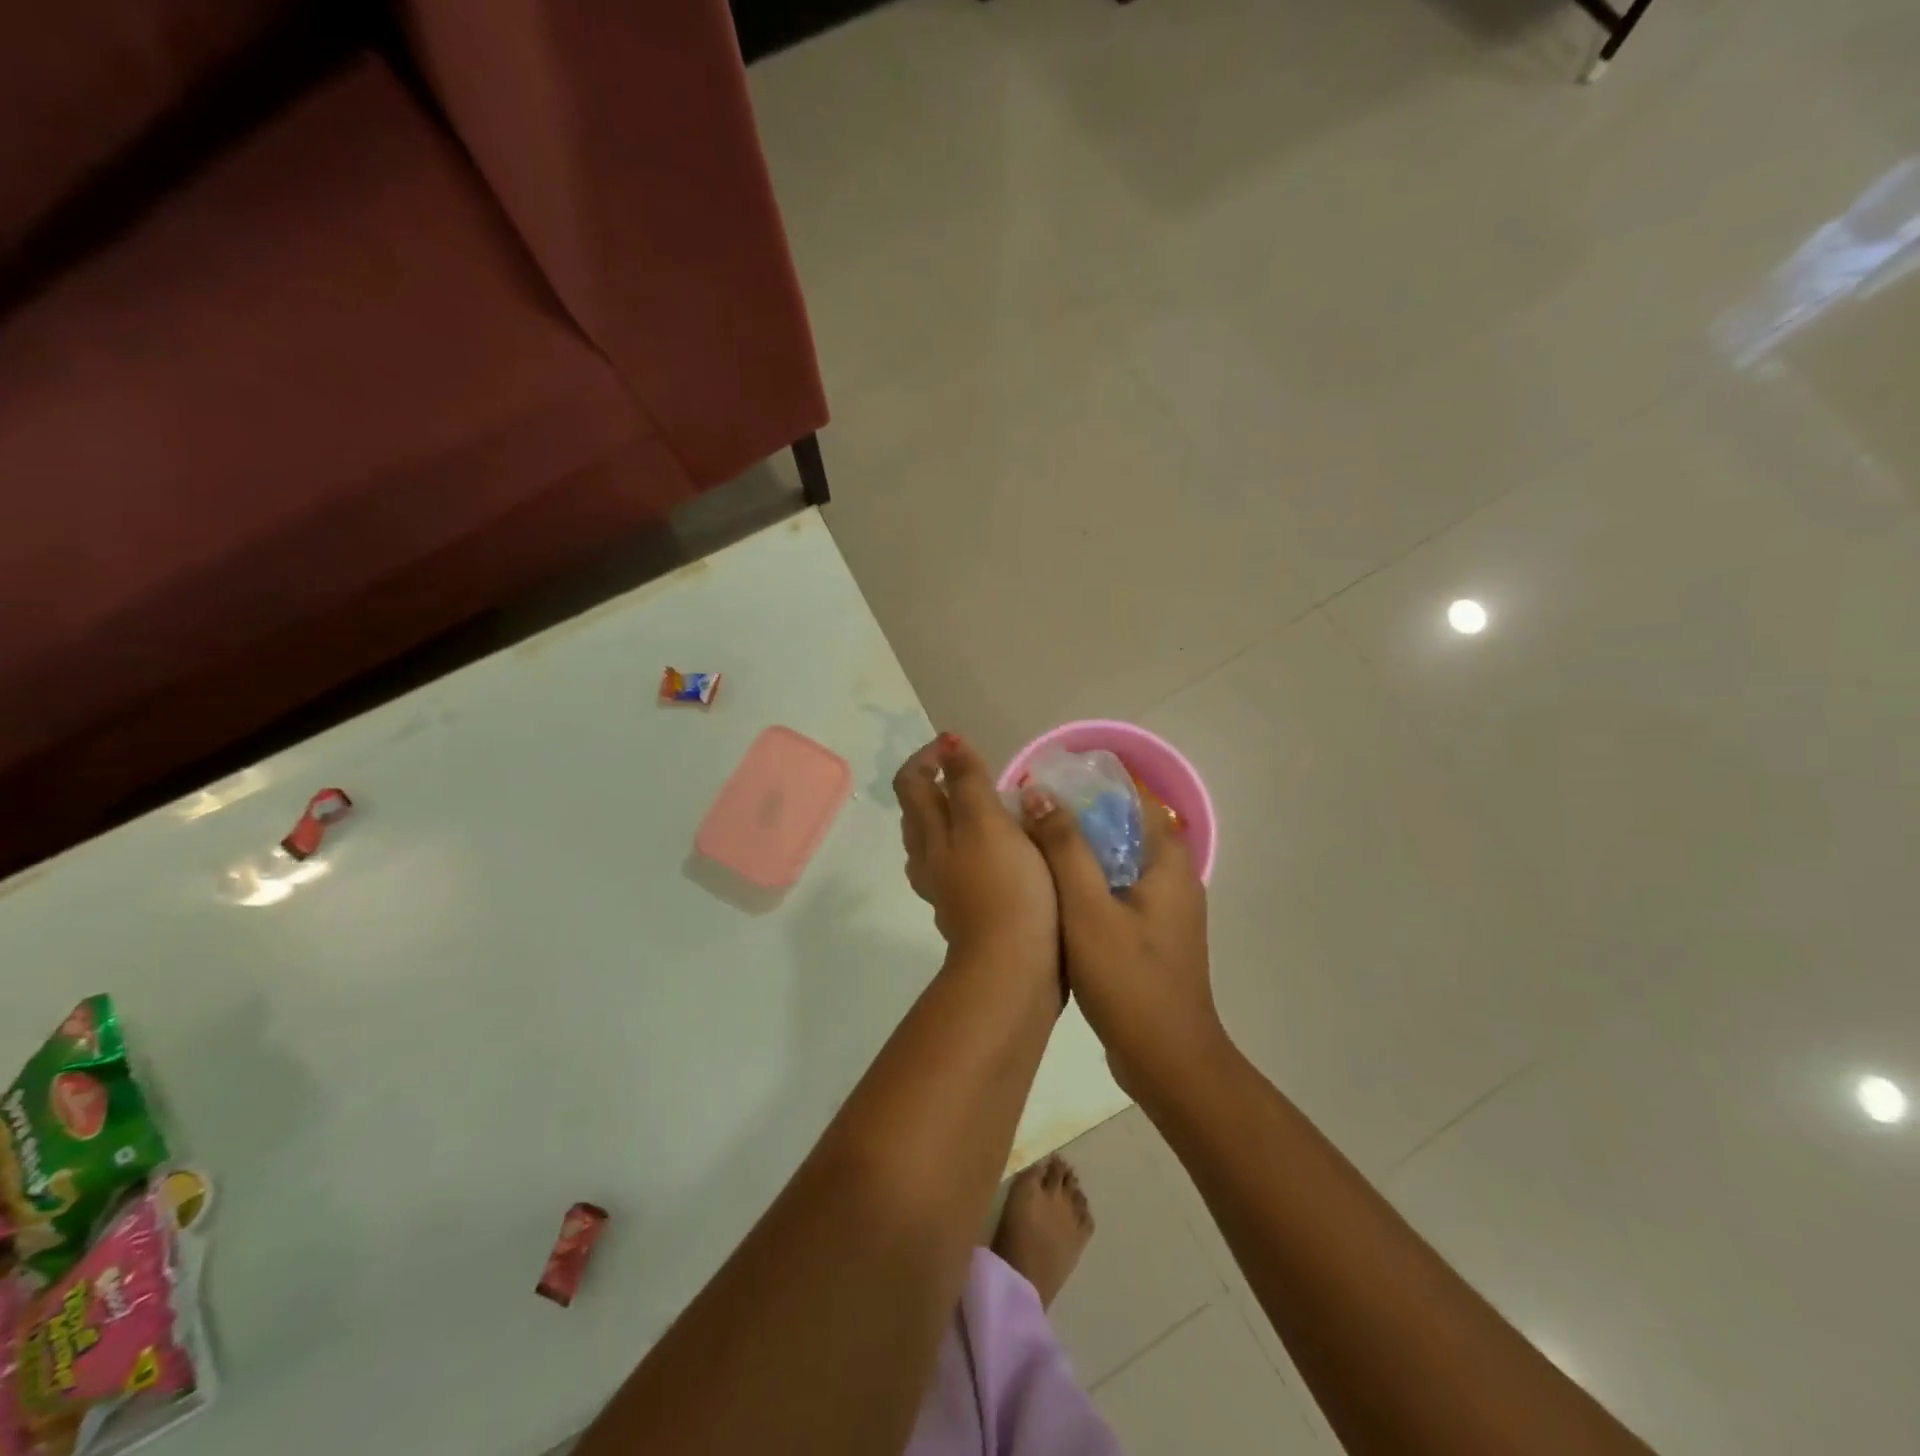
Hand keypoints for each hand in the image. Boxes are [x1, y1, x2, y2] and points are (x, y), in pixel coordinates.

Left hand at [897, 734, 1058, 966]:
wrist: (1013, 967)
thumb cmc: (1005, 888)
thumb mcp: (987, 824)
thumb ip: (968, 782)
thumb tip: (947, 742)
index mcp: (931, 833)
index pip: (911, 782)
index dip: (929, 757)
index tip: (960, 746)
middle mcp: (928, 858)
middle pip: (919, 812)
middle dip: (939, 785)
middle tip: (978, 775)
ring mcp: (944, 888)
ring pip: (936, 842)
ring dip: (954, 819)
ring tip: (991, 810)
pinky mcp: (966, 910)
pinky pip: (958, 867)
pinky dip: (971, 848)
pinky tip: (1002, 853)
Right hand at [1020, 789, 1223, 1096]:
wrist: (1165, 1059)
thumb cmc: (1127, 978)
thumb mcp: (1087, 907)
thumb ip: (1066, 848)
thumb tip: (1042, 793)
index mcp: (1168, 864)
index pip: (1135, 802)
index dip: (1093, 790)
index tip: (1049, 790)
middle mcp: (1174, 880)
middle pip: (1125, 832)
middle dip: (1080, 822)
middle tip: (1031, 821)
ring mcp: (1165, 913)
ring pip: (1119, 866)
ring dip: (1082, 856)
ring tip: (1034, 853)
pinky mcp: (1152, 939)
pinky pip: (1118, 896)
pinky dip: (1090, 888)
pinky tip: (1054, 899)